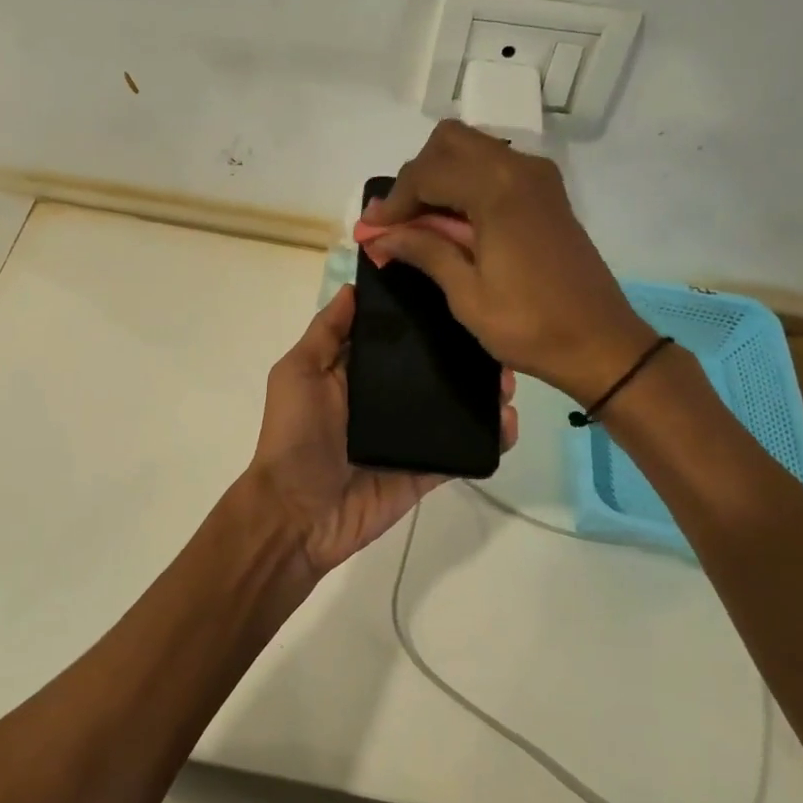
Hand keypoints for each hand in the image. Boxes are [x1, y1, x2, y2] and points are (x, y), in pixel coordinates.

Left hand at [247, 284, 516, 577]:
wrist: (297, 514)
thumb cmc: (294, 437)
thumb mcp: (298, 374)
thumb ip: (326, 334)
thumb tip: (353, 288)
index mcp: (356, 373)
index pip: (395, 338)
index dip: (421, 316)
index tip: (455, 291)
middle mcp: (386, 400)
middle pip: (432, 370)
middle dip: (464, 354)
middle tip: (493, 340)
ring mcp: (409, 436)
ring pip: (455, 407)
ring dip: (483, 392)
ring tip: (508, 378)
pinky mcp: (426, 469)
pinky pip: (463, 450)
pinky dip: (490, 438)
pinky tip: (508, 421)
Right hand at [360, 121, 655, 407]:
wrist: (599, 342)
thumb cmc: (528, 325)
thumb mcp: (466, 294)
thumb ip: (425, 251)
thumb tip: (380, 234)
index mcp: (497, 191)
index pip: (427, 173)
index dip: (393, 201)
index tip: (372, 231)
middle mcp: (519, 169)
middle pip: (449, 142)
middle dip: (416, 177)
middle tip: (399, 222)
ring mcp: (538, 178)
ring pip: (472, 149)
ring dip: (440, 176)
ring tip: (421, 224)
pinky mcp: (547, 193)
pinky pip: (495, 166)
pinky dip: (466, 182)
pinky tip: (454, 223)